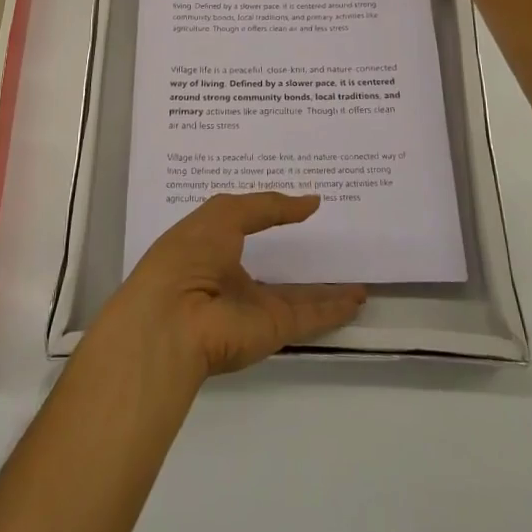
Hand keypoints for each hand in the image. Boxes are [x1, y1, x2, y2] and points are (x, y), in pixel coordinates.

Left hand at [95, 193, 366, 378]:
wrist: (174, 320)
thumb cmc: (189, 255)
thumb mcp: (224, 213)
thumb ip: (268, 206)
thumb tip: (310, 202)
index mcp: (211, 247)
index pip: (244, 228)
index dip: (268, 216)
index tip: (297, 205)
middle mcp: (232, 278)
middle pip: (274, 266)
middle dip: (298, 257)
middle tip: (333, 243)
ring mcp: (253, 307)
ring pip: (298, 296)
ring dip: (326, 289)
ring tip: (358, 279)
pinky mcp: (273, 329)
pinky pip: (310, 316)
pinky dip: (334, 309)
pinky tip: (358, 299)